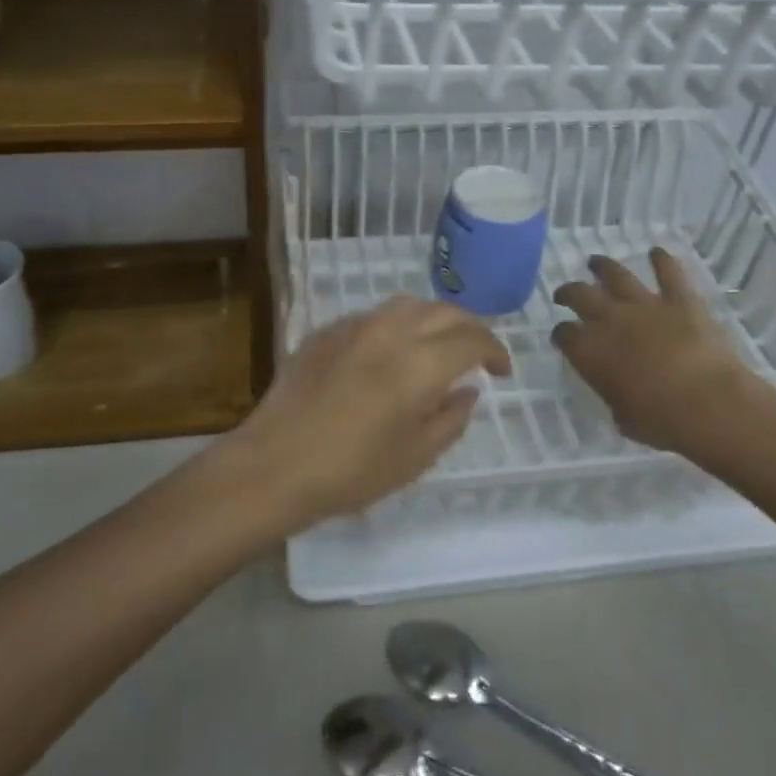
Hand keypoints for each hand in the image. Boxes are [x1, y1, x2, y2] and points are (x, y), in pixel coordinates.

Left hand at [221, 296, 510, 531]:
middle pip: (443, 311)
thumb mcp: (415, 456)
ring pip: (408, 305)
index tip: (501, 370)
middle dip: (469, 328)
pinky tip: (390, 351)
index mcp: (420, 362)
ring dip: (433, 319)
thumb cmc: (352, 470)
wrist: (275, 462)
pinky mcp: (327, 330)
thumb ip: (450, 418)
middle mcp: (391, 330)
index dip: (494, 351)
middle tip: (477, 353)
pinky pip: (373, 316)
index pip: (472, 339)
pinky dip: (396, 325)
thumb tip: (467, 391)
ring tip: (436, 345)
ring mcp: (355, 325)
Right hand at [552, 249, 772, 454]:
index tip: (563, 337)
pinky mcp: (680, 300)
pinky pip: (669, 273)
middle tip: (565, 293)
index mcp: (590, 352)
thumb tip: (616, 388)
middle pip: (580, 296)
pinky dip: (662, 260)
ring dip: (603, 267)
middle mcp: (610, 320)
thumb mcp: (623, 417)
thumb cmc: (662, 421)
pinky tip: (657, 251)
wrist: (709, 404)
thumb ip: (613, 395)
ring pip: (616, 276)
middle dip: (569, 292)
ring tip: (595, 262)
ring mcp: (645, 305)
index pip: (564, 335)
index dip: (561, 334)